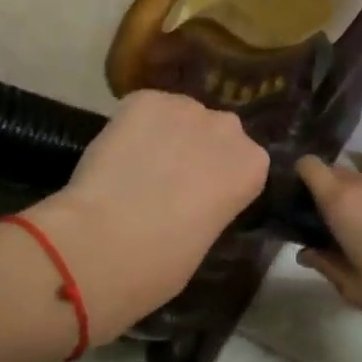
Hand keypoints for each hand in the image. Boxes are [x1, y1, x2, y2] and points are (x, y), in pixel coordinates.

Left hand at [27, 91, 267, 343]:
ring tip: (135, 165)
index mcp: (253, 166)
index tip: (198, 198)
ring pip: (178, 115)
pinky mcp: (144, 99)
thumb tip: (187, 202)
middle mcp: (228, 128)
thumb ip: (208, 207)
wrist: (108, 242)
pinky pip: (142, 109)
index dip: (217, 178)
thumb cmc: (165, 262)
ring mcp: (186, 107)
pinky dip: (130, 126)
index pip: (243, 163)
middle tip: (166, 181)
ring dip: (164, 135)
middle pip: (214, 132)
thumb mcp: (206, 239)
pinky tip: (116, 153)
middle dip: (195, 150)